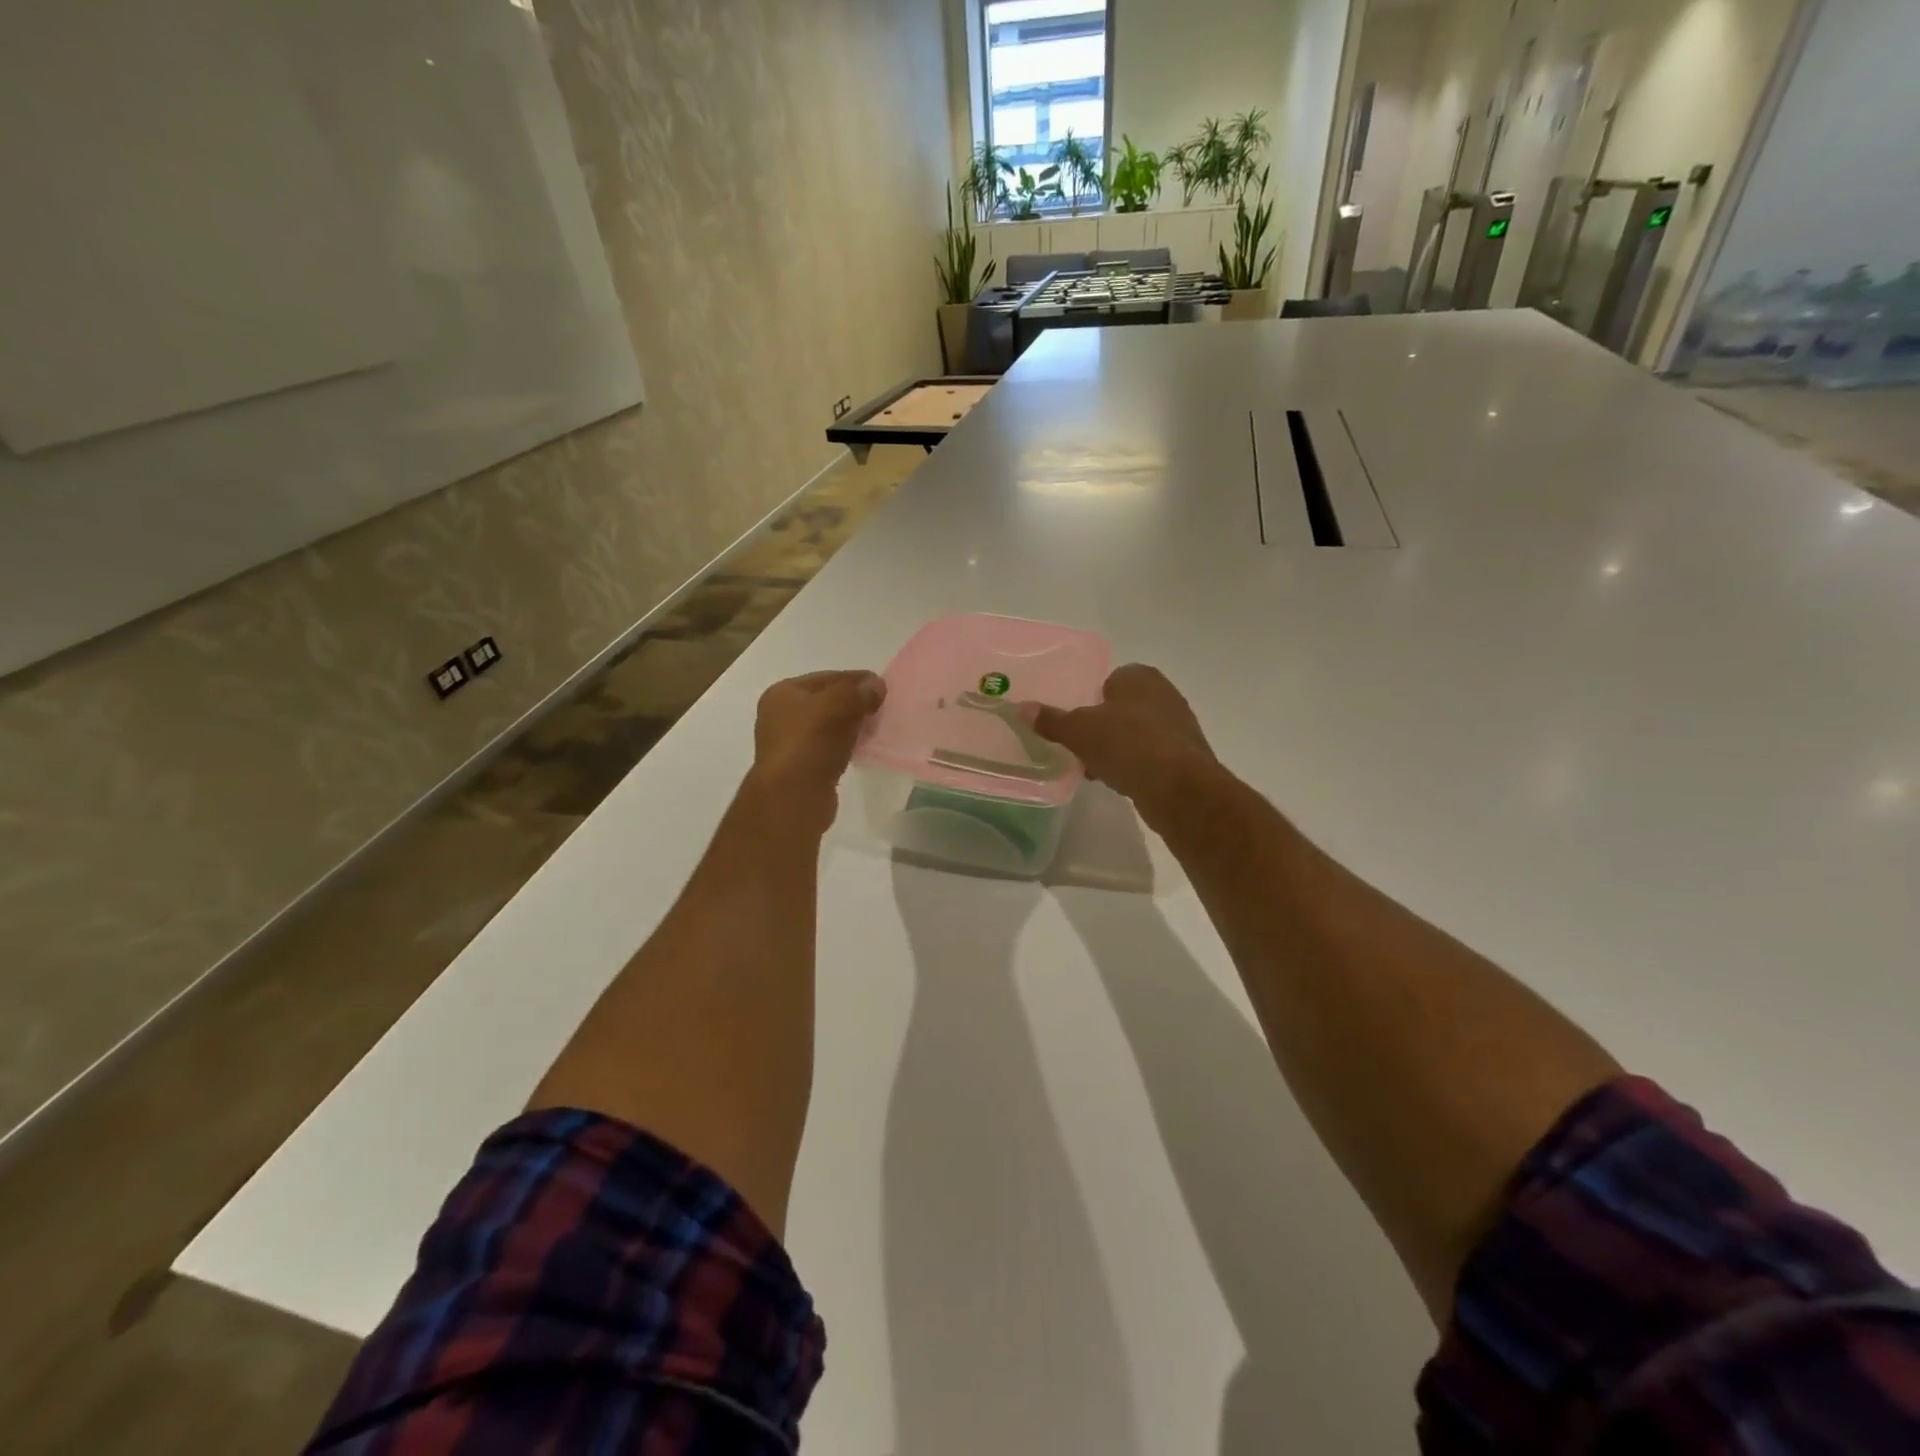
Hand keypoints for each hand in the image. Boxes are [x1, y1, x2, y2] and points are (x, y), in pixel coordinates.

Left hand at [749, 670, 886, 827]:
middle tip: (882, 709)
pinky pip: (829, 748)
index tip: (882, 687)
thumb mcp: (838, 705)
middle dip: (855, 703)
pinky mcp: (801, 768)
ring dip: (852, 726)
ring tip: (875, 729)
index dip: (856, 680)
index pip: (827, 678)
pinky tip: (862, 750)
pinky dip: (846, 745)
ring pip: (829, 726)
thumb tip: (876, 685)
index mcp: (782, 693)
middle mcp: (780, 715)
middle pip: (827, 701)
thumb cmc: (811, 742)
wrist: (794, 797)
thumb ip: (858, 690)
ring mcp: (789, 743)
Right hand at [1033, 664, 1220, 831]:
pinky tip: (1118, 782)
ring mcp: (1178, 726)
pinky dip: (1134, 766)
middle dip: (1102, 726)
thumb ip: (1051, 720)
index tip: (1074, 722)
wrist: (1178, 788)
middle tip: (1079, 746)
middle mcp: (1164, 693)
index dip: (1089, 699)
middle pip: (1122, 708)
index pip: (1109, 679)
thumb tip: (1020, 707)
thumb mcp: (1078, 731)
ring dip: (1116, 748)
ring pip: (1136, 733)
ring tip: (1093, 768)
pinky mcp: (1185, 757)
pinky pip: (1150, 756)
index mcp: (1140, 676)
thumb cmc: (1127, 745)